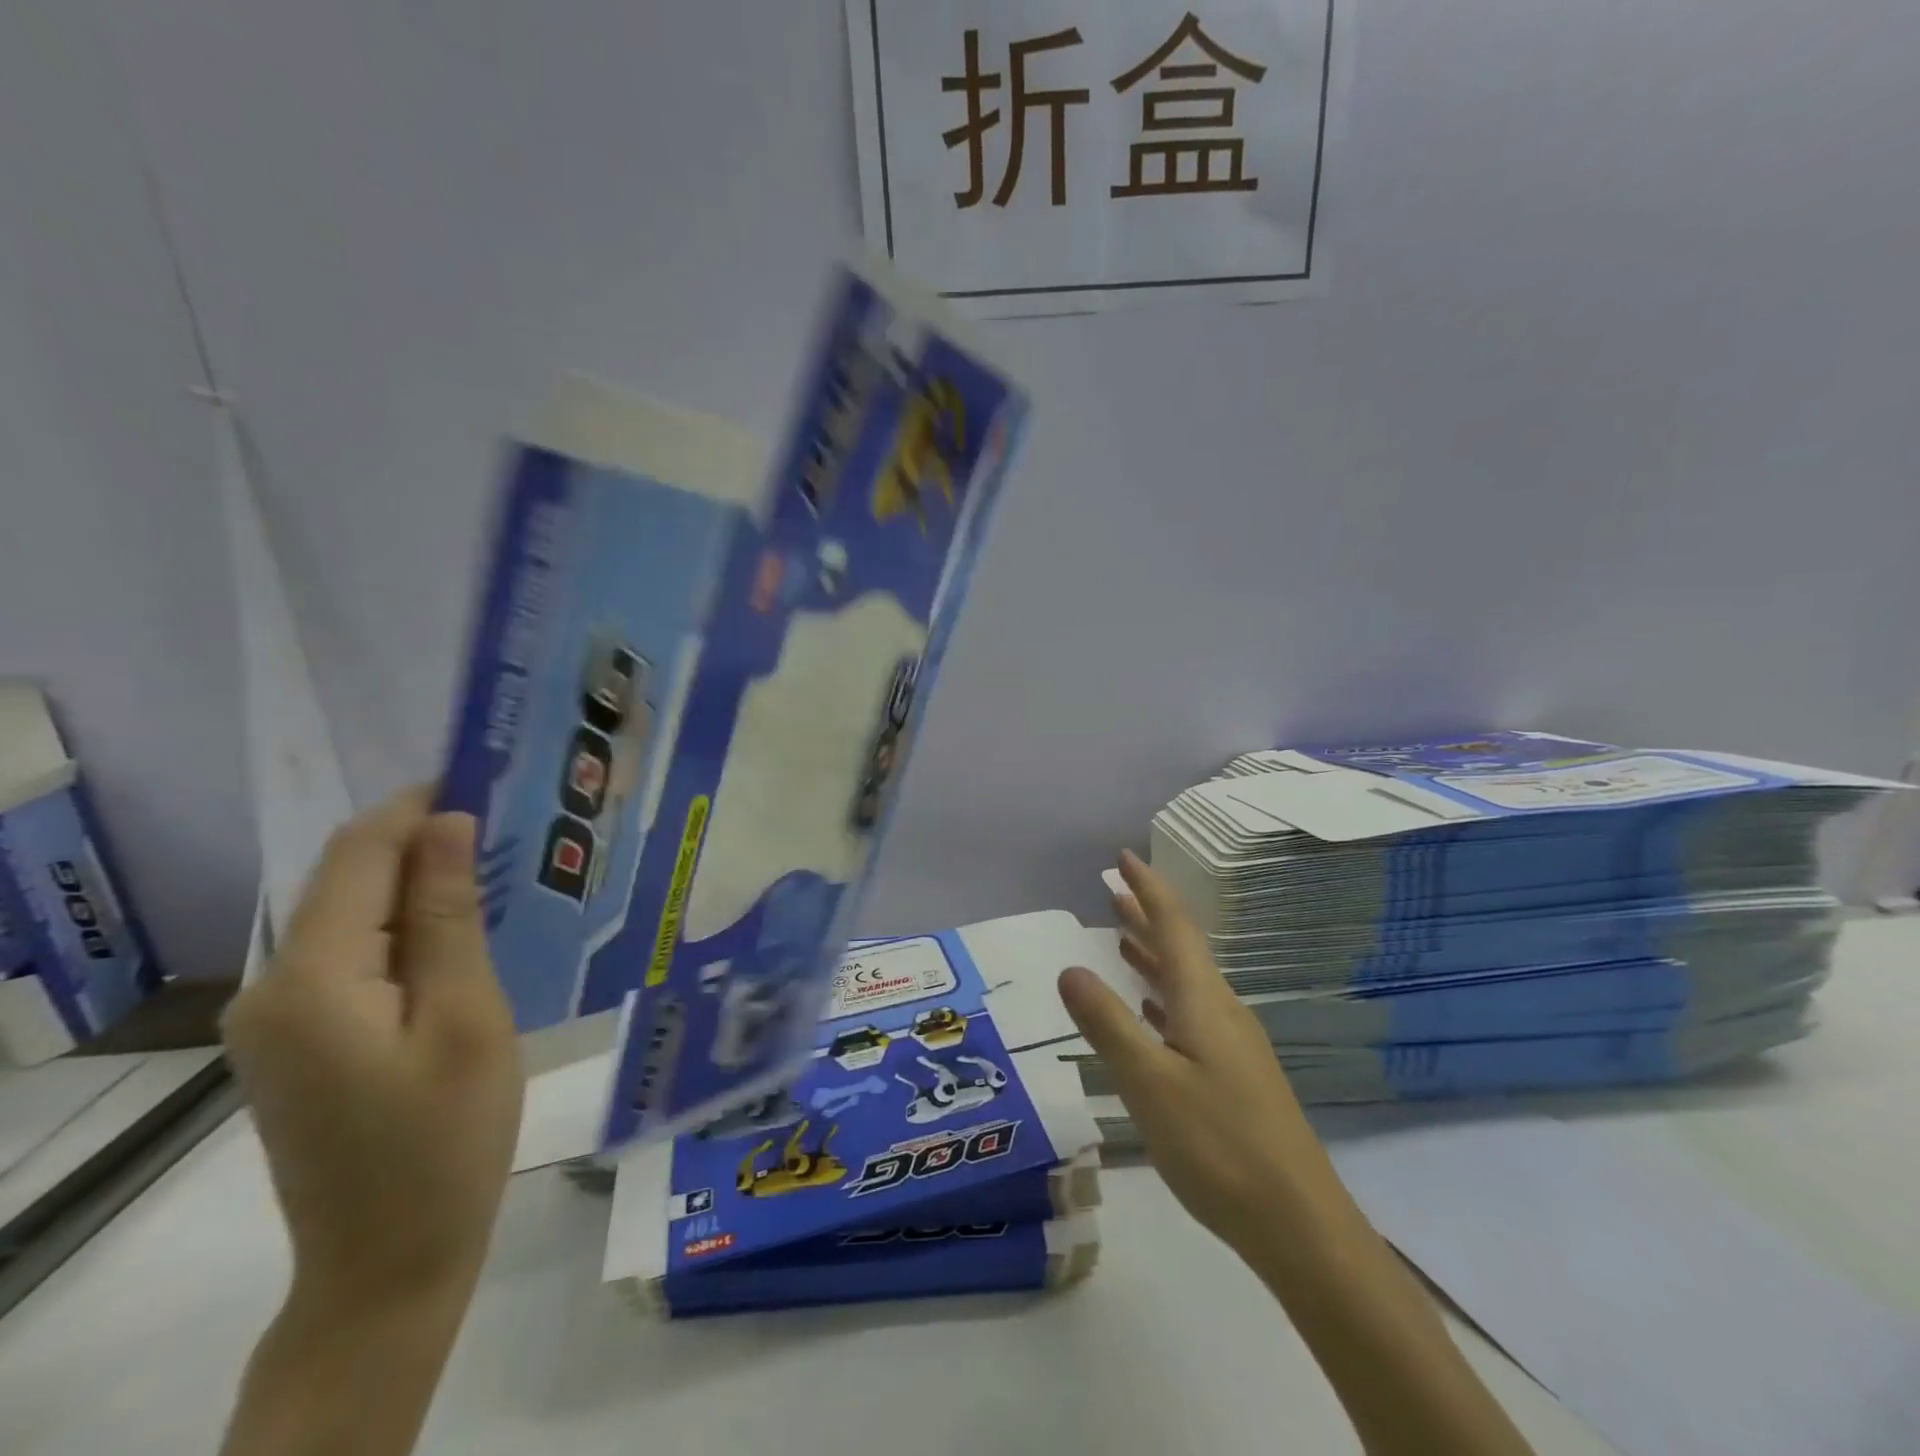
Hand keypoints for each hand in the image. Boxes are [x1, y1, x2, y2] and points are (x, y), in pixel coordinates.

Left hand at [222, 789, 523, 1310]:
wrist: (390, 1260)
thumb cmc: (446, 1136)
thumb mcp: (466, 1017)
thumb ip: (447, 916)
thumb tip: (446, 822)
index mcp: (310, 978)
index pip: (358, 854)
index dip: (417, 804)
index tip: (489, 771)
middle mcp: (272, 986)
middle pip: (348, 880)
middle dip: (424, 838)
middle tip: (513, 816)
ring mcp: (280, 1017)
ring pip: (353, 916)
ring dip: (420, 882)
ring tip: (501, 860)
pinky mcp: (302, 1039)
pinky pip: (355, 955)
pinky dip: (407, 926)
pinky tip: (464, 924)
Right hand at [1057, 850, 1325, 1258]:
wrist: (1298, 1224)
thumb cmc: (1218, 1146)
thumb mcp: (1149, 1083)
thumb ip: (1107, 1023)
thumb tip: (1069, 967)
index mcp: (1203, 1000)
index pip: (1174, 925)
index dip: (1148, 887)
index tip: (1123, 857)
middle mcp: (1221, 1010)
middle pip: (1180, 947)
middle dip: (1147, 913)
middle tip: (1114, 887)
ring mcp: (1231, 1044)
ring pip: (1184, 981)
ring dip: (1152, 953)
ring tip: (1121, 935)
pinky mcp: (1233, 1075)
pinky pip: (1189, 1013)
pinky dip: (1162, 996)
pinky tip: (1150, 1009)